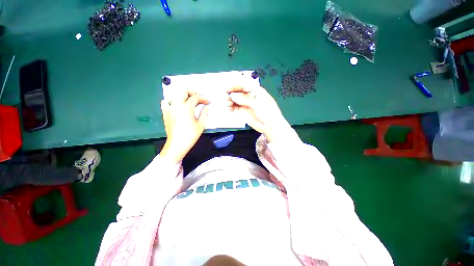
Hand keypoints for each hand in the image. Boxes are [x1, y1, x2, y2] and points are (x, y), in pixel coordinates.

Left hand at [160, 90, 208, 162]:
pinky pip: (166, 102)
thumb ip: (204, 113)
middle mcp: (176, 105)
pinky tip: (177, 105)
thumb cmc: (190, 135)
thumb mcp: (201, 125)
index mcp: (186, 108)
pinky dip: (172, 101)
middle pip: (183, 91)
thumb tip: (206, 106)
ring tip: (190, 100)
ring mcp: (169, 108)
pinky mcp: (165, 113)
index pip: (195, 97)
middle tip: (199, 97)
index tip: (207, 102)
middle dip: (192, 92)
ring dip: (184, 95)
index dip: (203, 98)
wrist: (177, 144)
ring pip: (175, 95)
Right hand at [227, 86, 291, 142]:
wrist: (270, 126)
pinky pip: (235, 107)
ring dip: (229, 100)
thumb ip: (246, 99)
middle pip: (237, 92)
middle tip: (226, 97)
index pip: (243, 85)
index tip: (227, 89)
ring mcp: (246, 104)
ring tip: (227, 103)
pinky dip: (231, 107)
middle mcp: (249, 96)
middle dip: (231, 93)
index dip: (235, 86)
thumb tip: (233, 95)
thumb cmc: (269, 113)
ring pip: (235, 100)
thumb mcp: (258, 104)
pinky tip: (229, 108)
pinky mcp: (243, 111)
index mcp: (255, 91)